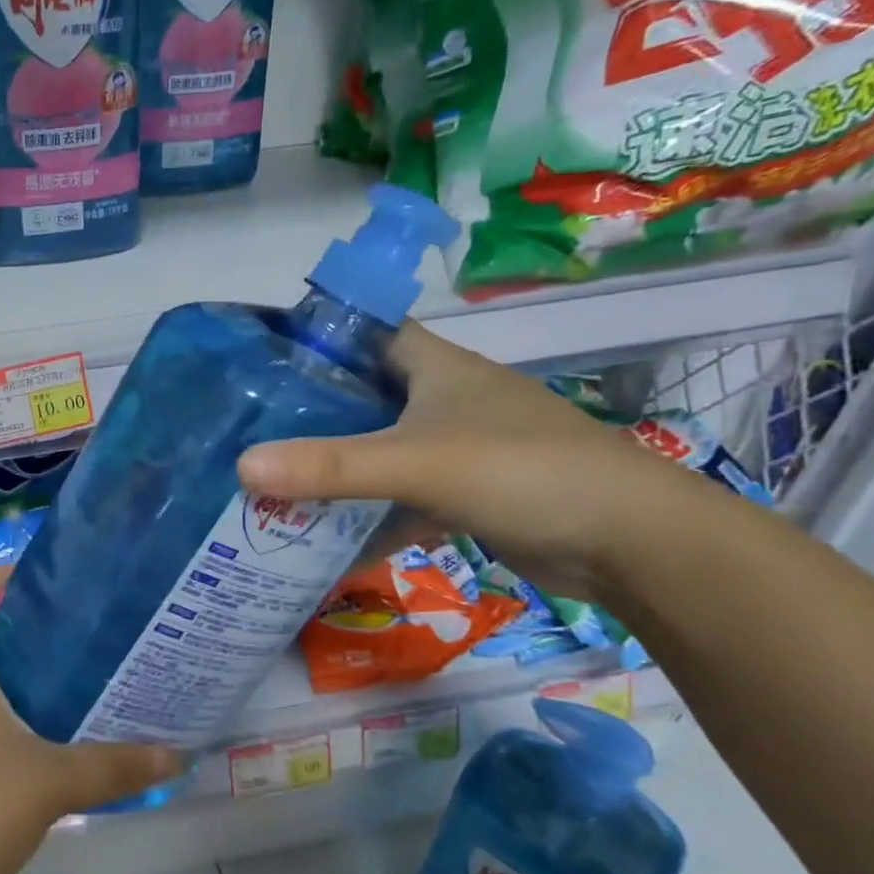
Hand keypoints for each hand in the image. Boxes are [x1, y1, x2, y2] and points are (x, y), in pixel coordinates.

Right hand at [238, 322, 696, 598]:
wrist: (631, 543)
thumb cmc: (524, 471)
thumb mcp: (418, 463)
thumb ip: (332, 466)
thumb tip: (242, 468)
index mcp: (436, 366)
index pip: (365, 330)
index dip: (316, 337)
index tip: (259, 360)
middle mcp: (443, 399)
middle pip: (363, 395)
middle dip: (310, 413)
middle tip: (248, 430)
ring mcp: (456, 448)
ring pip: (379, 450)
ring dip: (334, 469)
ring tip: (269, 483)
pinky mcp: (466, 494)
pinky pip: (400, 496)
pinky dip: (367, 515)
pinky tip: (325, 539)